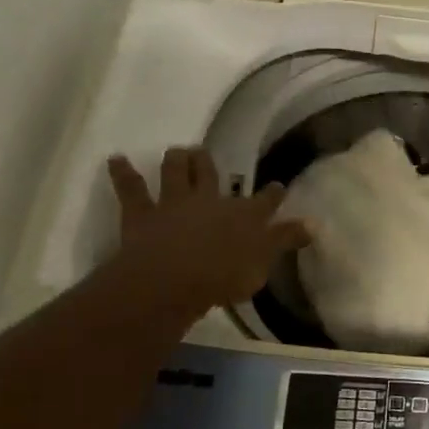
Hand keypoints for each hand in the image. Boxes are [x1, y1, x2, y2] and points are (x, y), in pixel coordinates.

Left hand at [104, 148, 308, 318]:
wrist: (174, 279)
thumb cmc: (223, 276)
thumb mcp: (263, 264)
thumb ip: (284, 242)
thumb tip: (313, 225)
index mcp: (244, 216)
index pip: (264, 201)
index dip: (272, 194)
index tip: (278, 186)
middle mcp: (210, 201)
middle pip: (211, 176)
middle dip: (209, 164)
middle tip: (206, 154)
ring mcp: (175, 204)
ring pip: (176, 173)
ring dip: (176, 161)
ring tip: (177, 150)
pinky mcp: (142, 214)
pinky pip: (131, 189)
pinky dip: (123, 173)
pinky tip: (115, 159)